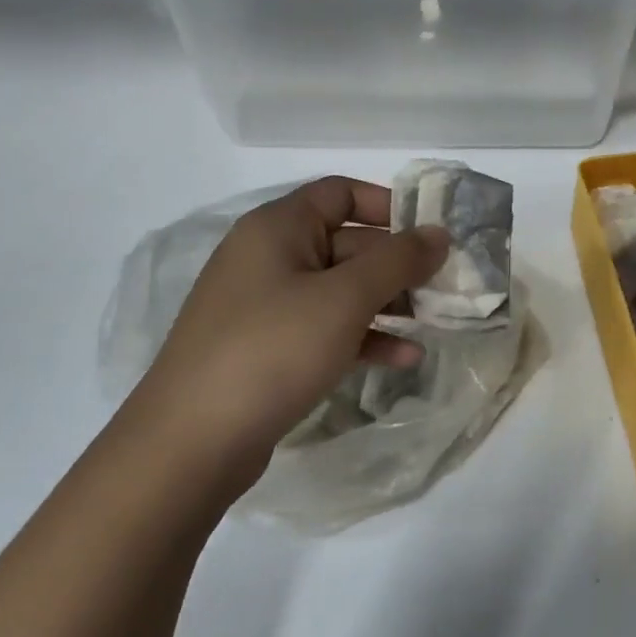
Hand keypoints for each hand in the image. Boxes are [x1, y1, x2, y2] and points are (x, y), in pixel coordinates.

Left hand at [132, 178, 448, 490]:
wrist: (191, 443)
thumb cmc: (272, 349)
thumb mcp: (344, 298)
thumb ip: (398, 260)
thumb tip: (439, 233)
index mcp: (277, 228)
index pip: (340, 193)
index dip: (388, 205)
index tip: (431, 233)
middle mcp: (268, 258)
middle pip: (345, 244)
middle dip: (396, 264)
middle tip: (443, 287)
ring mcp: (265, 307)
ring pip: (339, 291)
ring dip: (386, 303)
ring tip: (431, 323)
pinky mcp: (267, 350)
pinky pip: (325, 329)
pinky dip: (363, 337)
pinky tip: (403, 358)